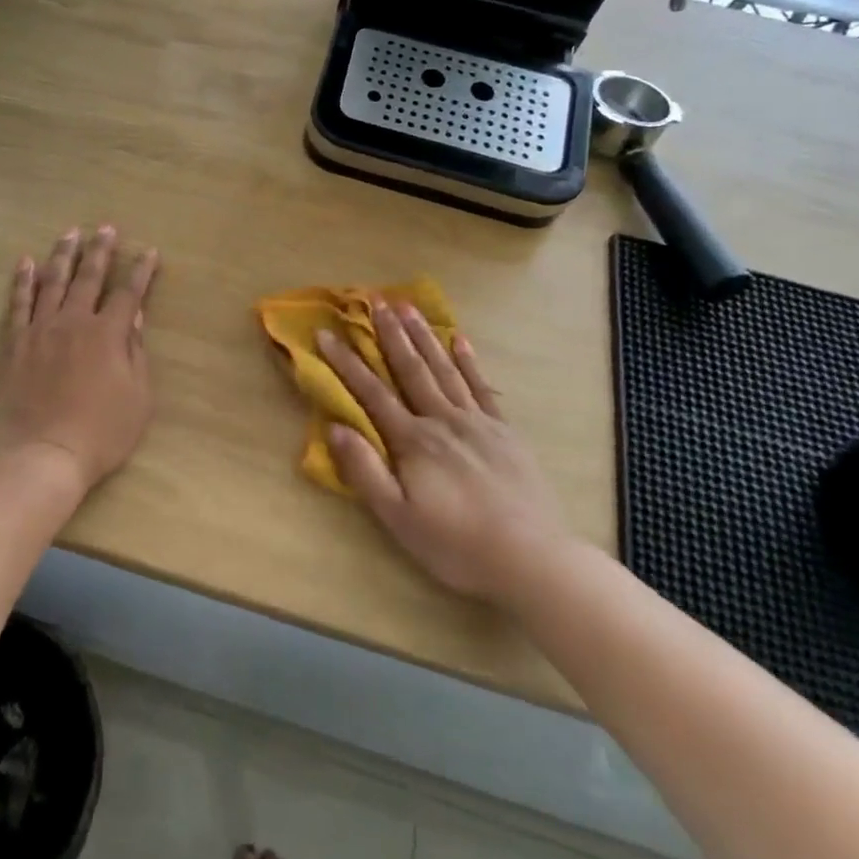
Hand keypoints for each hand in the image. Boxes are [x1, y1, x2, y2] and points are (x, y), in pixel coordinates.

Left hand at [0, 226, 159, 497]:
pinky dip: (23, 281)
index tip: (149, 252)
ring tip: (70, 233)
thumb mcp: (138, 398)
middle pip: (89, 277)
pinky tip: (26, 262)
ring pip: (53, 282)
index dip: (141, 272)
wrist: (44, 455)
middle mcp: (75, 322)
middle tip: (106, 228)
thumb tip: (134, 318)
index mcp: (108, 334)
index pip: (129, 294)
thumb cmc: (101, 433)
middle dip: (101, 250)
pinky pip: (19, 304)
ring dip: (64, 255)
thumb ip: (136, 353)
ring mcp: (41, 330)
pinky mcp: (15, 344)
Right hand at [316, 301, 576, 601]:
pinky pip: (482, 387)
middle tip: (374, 299)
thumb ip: (365, 471)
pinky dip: (468, 361)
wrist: (531, 559)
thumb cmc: (456, 545)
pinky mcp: (504, 431)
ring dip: (424, 336)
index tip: (326, 333)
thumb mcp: (398, 518)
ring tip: (408, 306)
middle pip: (410, 369)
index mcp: (412, 441)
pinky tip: (460, 339)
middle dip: (389, 334)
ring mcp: (476, 422)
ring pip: (443, 369)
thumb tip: (335, 428)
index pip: (371, 392)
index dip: (346, 362)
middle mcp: (441, 420)